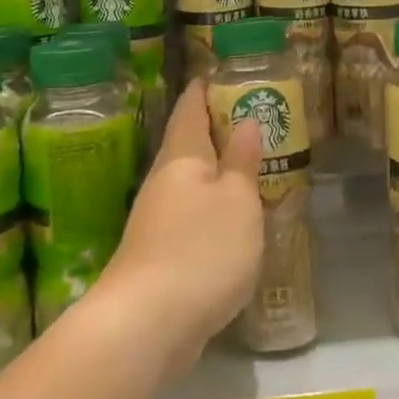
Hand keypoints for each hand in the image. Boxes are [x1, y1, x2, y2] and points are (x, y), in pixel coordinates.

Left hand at [97, 79, 264, 377]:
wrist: (146, 324)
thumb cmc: (200, 248)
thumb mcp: (236, 200)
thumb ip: (242, 162)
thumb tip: (246, 122)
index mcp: (182, 156)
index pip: (190, 108)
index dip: (205, 89)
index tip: (223, 74)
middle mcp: (164, 180)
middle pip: (188, 143)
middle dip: (215, 129)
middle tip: (252, 119)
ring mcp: (157, 218)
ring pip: (190, 180)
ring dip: (216, 170)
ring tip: (250, 165)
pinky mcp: (160, 252)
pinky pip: (190, 213)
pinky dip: (212, 205)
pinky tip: (231, 218)